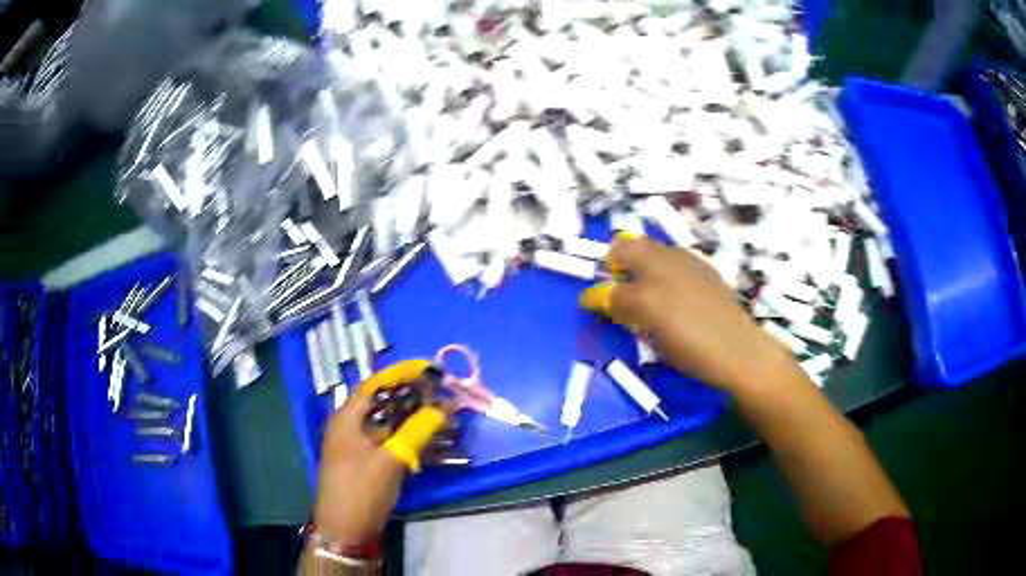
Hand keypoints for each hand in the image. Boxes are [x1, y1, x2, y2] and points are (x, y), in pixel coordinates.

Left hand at [313, 361, 446, 548]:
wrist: (345, 530)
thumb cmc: (361, 490)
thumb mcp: (390, 460)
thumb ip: (417, 431)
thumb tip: (444, 407)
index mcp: (347, 418)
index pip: (376, 386)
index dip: (403, 376)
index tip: (430, 371)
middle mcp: (350, 426)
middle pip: (384, 404)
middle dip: (414, 399)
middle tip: (443, 396)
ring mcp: (358, 446)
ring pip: (390, 425)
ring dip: (414, 421)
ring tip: (444, 417)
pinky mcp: (367, 463)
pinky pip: (390, 443)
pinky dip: (409, 440)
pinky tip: (432, 442)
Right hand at [580, 235, 792, 392]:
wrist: (738, 349)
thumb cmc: (692, 351)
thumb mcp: (653, 337)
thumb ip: (627, 314)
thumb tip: (605, 301)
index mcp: (647, 291)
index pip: (610, 289)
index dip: (597, 297)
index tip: (591, 304)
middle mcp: (663, 266)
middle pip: (626, 248)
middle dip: (614, 262)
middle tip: (617, 285)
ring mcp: (685, 261)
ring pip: (650, 248)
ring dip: (639, 260)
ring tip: (644, 285)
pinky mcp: (701, 265)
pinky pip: (671, 256)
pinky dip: (662, 265)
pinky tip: (672, 288)